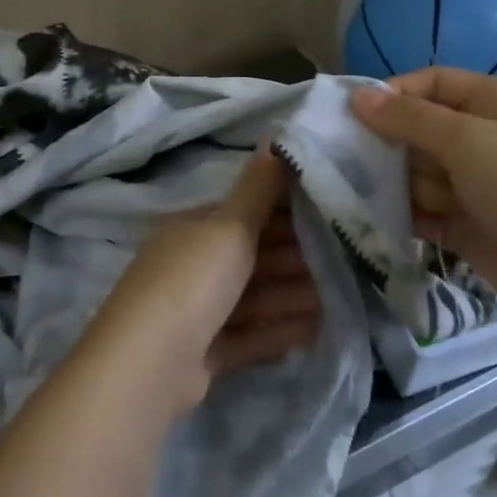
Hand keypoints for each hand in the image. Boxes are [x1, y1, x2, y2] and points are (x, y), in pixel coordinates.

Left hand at [84, 148, 319, 412]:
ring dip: (292, 296)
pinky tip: (314, 331)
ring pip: (253, 299)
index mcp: (194, 229)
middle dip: (295, 260)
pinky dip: (278, 331)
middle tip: (345, 262)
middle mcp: (192, 266)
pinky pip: (249, 336)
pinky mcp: (204, 354)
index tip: (330, 216)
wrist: (151, 362)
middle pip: (252, 259)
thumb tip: (272, 135)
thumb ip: (258, 188)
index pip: (245, 215)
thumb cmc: (193, 279)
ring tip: (339, 299)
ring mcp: (196, 312)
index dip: (285, 214)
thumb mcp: (229, 226)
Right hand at [351, 68, 496, 335]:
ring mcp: (477, 186)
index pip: (431, 84)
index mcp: (495, 104)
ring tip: (376, 199)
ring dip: (395, 185)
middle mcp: (484, 140)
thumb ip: (411, 119)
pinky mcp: (469, 227)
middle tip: (351, 163)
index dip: (392, 95)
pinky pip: (423, 212)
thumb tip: (359, 95)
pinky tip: (381, 222)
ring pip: (417, 174)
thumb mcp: (470, 141)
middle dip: (388, 146)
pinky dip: (405, 216)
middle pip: (418, 130)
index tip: (349, 115)